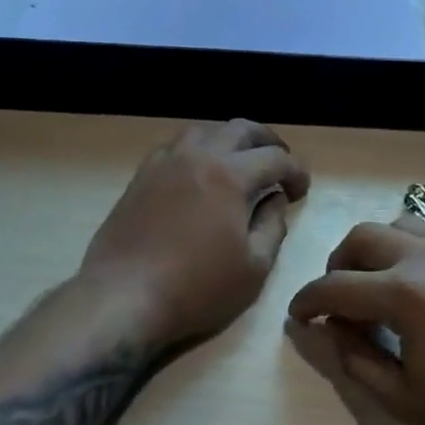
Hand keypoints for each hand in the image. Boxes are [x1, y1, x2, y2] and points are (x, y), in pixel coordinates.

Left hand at [82, 120, 310, 351]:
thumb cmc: (196, 288)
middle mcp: (197, 155)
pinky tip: (199, 172)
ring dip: (230, 140)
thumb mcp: (253, 268)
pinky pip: (175, 146)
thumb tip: (275, 199)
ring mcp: (164, 162)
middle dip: (268, 141)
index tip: (302, 189)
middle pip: (240, 129)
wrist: (123, 296)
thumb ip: (272, 226)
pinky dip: (198, 149)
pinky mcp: (141, 176)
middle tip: (279, 164)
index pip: (275, 158)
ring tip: (240, 162)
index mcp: (229, 175)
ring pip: (204, 130)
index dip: (296, 171)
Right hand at [288, 217, 424, 424]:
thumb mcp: (405, 402)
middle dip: (339, 264)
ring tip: (379, 285)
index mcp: (406, 294)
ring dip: (378, 249)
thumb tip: (330, 331)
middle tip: (337, 299)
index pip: (337, 286)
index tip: (298, 316)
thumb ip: (357, 360)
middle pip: (365, 237)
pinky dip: (417, 253)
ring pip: (404, 225)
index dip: (309, 301)